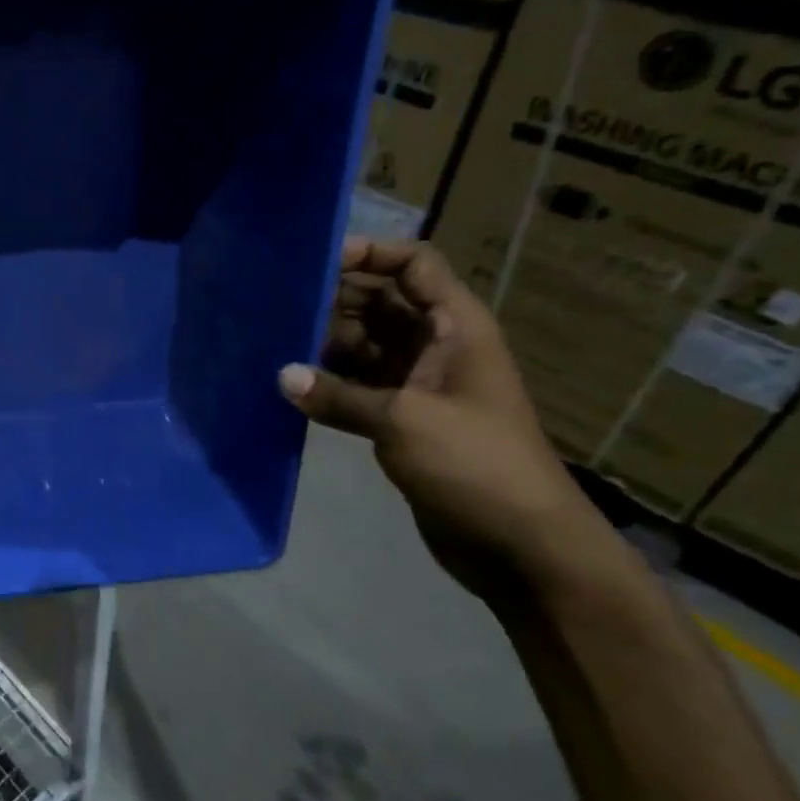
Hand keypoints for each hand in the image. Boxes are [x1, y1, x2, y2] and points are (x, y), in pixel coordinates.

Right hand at [278, 238, 599, 603]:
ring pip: (366, 345)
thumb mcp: (404, 421)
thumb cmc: (476, 465)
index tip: (318, 264)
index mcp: (456, 328)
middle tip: (282, 307)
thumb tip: (282, 376)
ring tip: (276, 344)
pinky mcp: (404, 420)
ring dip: (327, 343)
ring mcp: (420, 385)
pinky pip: (360, 386)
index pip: (415, 265)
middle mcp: (437, 346)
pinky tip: (294, 387)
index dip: (371, 254)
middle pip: (383, 302)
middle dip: (337, 300)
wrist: (522, 546)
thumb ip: (339, 395)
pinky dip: (331, 383)